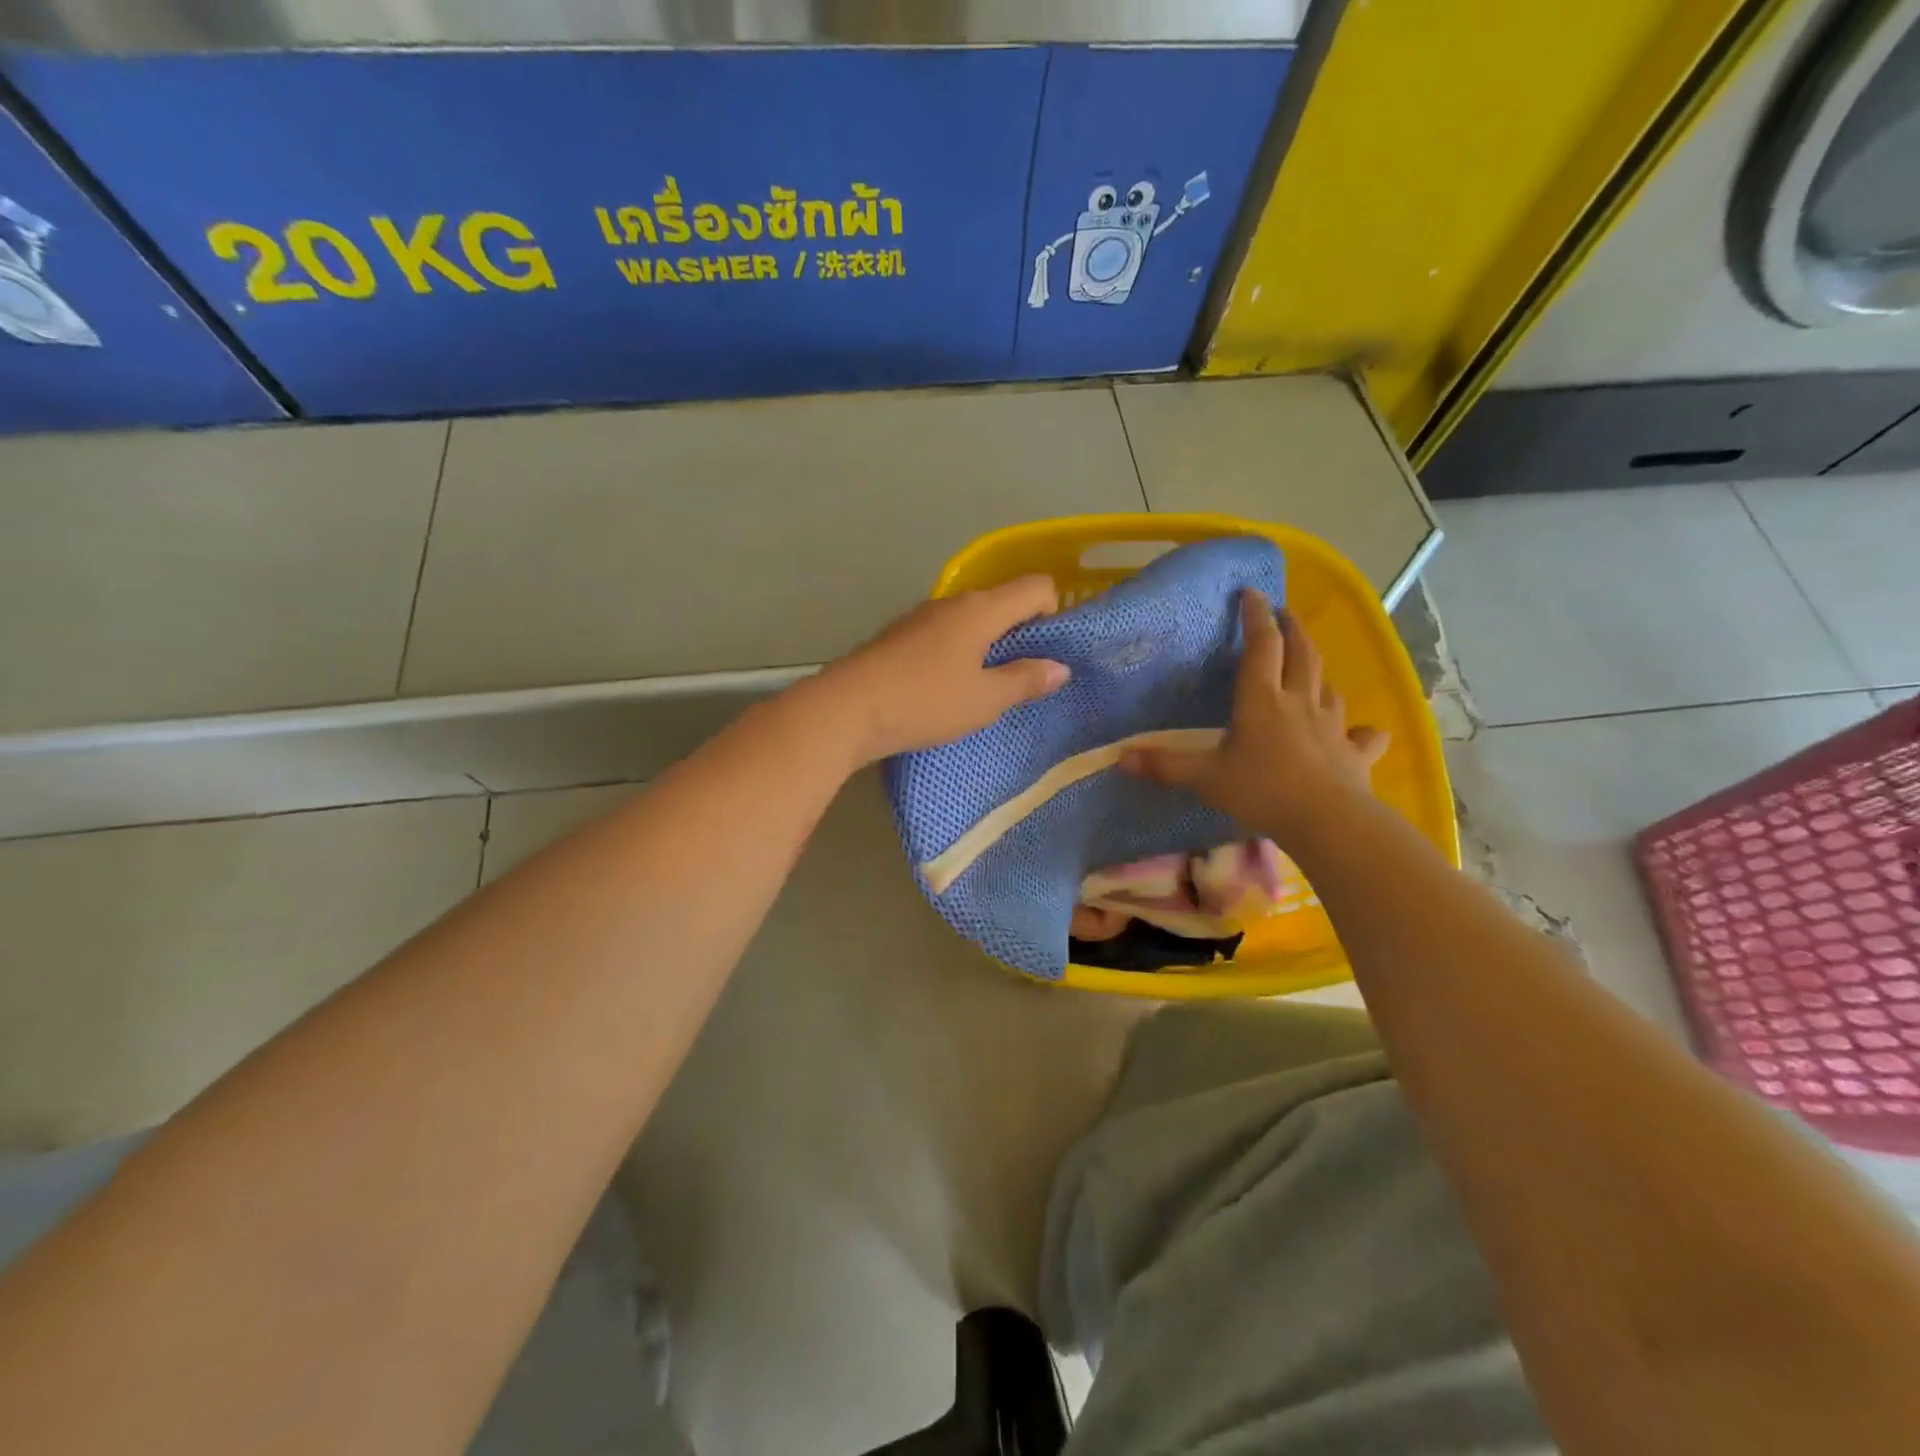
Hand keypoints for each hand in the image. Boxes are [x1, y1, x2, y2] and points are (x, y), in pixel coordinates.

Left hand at [814, 575, 1070, 762]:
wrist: (846, 709)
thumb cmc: (926, 701)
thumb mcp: (985, 699)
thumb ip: (1025, 680)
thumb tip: (1060, 668)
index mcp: (982, 609)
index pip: (1036, 587)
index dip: (1054, 613)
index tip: (1050, 654)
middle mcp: (952, 602)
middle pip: (1002, 602)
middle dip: (1021, 634)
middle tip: (1024, 679)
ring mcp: (920, 617)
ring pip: (970, 621)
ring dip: (987, 647)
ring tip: (986, 689)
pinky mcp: (898, 637)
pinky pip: (943, 637)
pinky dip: (957, 655)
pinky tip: (948, 690)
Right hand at [1121, 589, 1387, 846]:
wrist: (1326, 821)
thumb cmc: (1262, 791)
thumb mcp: (1206, 778)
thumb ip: (1166, 765)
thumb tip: (1119, 758)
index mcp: (1262, 701)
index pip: (1261, 646)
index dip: (1256, 617)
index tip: (1252, 592)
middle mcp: (1299, 703)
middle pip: (1302, 654)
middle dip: (1293, 629)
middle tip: (1285, 614)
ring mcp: (1332, 726)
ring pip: (1328, 688)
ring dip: (1318, 673)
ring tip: (1309, 670)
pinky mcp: (1354, 753)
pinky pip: (1363, 736)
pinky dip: (1362, 731)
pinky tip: (1362, 732)